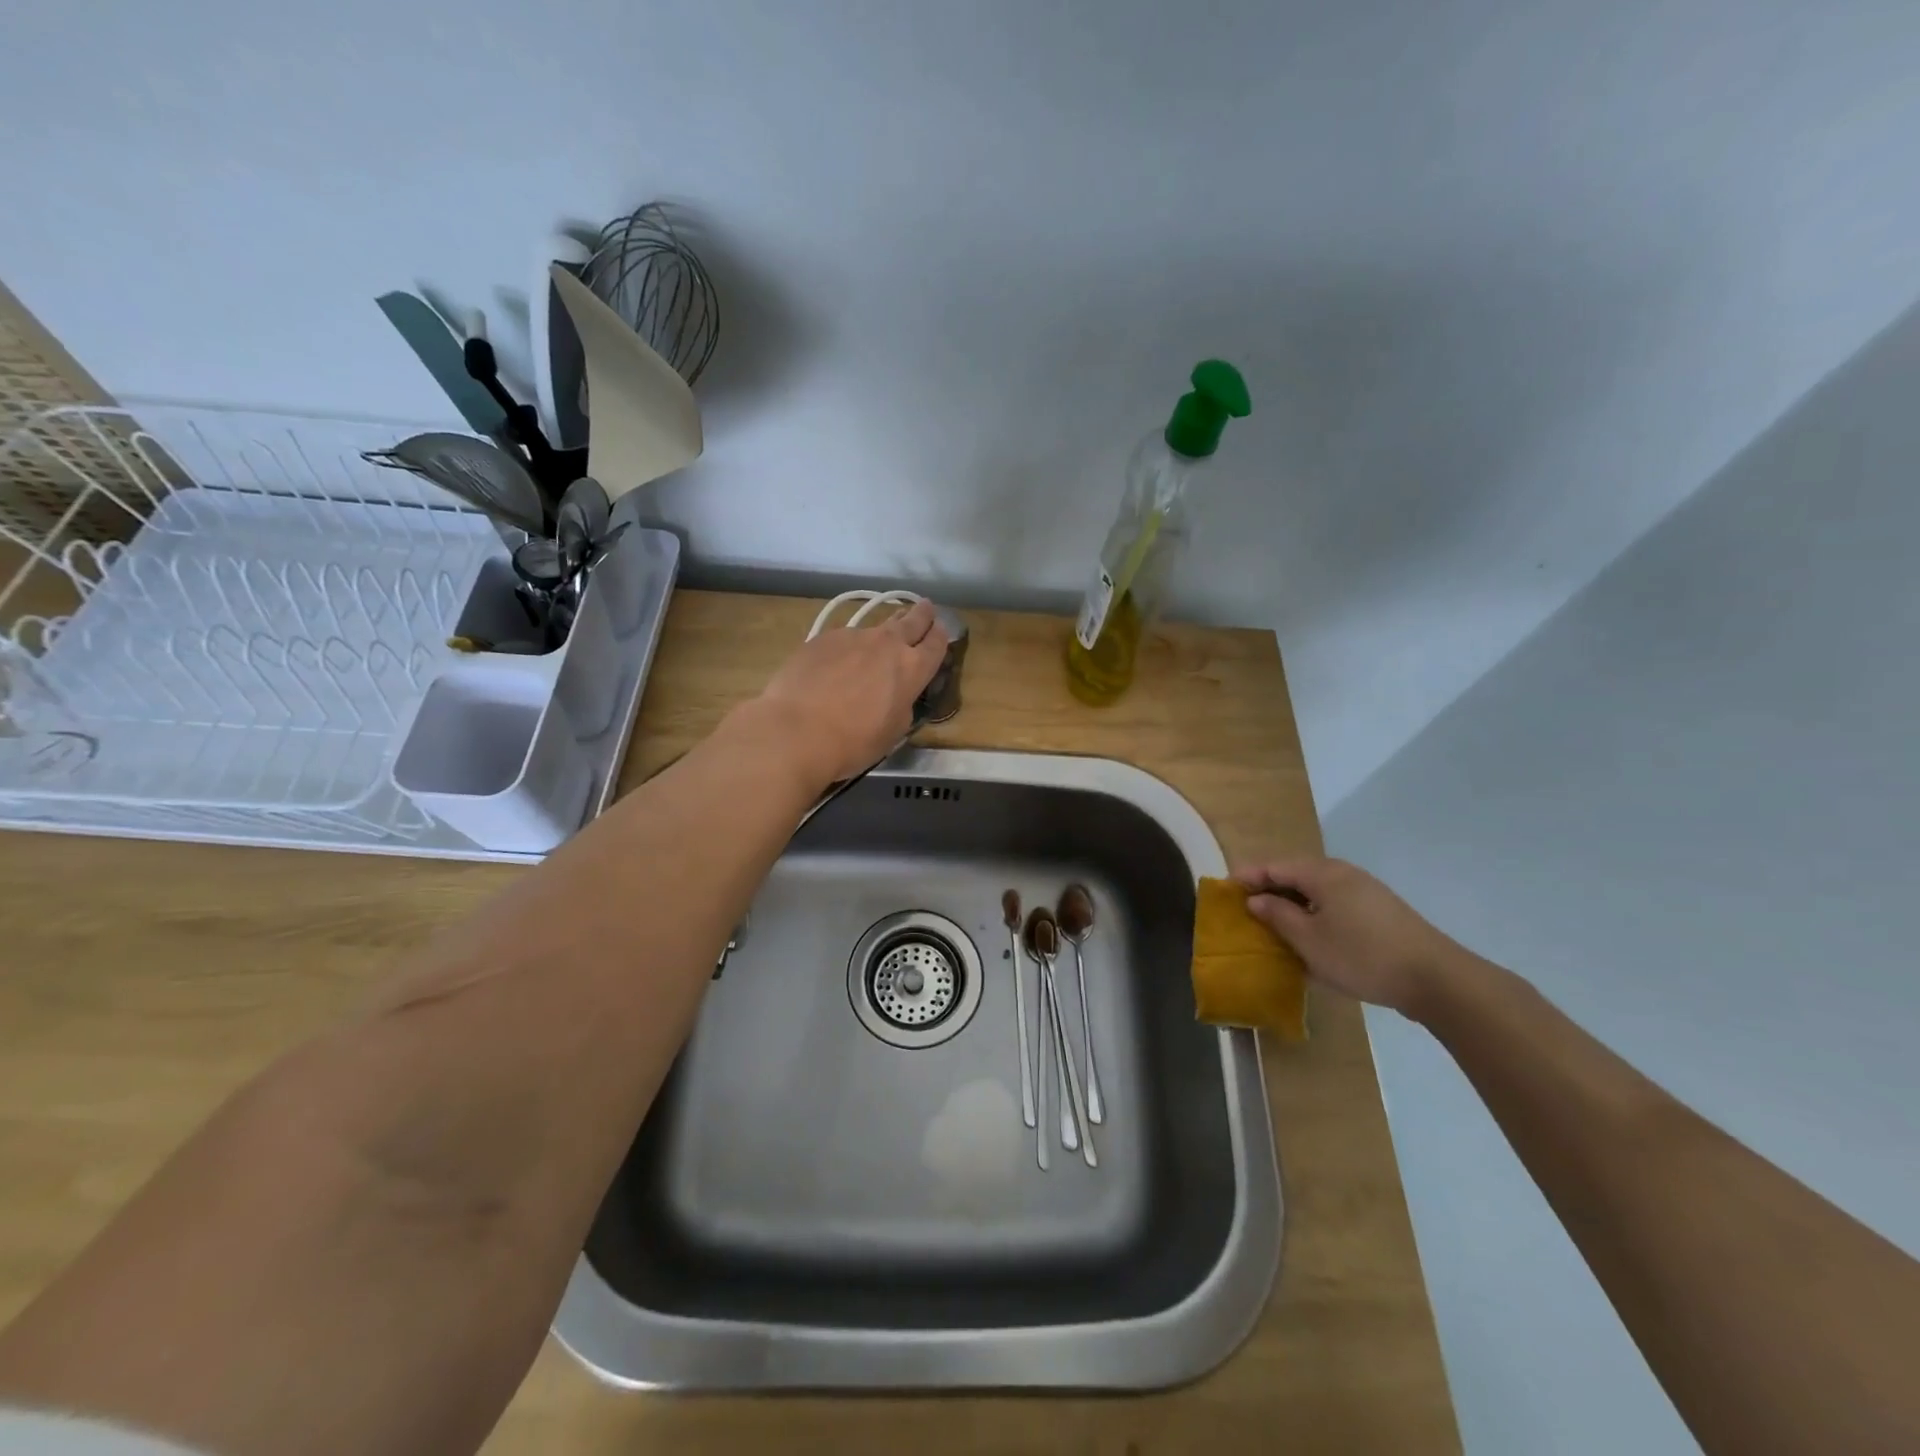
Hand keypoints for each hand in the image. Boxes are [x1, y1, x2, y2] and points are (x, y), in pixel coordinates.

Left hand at [745, 598, 949, 787]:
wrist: (796, 730)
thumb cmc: (853, 742)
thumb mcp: (893, 731)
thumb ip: (902, 704)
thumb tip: (895, 694)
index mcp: (912, 668)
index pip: (936, 643)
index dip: (941, 636)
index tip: (940, 632)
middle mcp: (887, 644)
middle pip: (912, 619)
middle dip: (921, 613)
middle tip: (924, 607)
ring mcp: (853, 636)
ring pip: (875, 627)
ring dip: (882, 632)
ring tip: (878, 641)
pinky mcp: (823, 638)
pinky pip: (844, 638)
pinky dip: (847, 648)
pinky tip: (836, 664)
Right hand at [1232, 857, 1465, 1016]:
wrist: (1436, 979)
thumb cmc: (1362, 956)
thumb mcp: (1309, 940)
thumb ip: (1277, 916)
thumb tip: (1256, 900)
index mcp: (1322, 874)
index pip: (1274, 867)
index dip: (1247, 877)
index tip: (1224, 890)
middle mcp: (1343, 874)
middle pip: (1295, 874)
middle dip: (1269, 889)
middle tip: (1245, 909)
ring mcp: (1365, 891)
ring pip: (1316, 890)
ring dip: (1292, 904)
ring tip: (1273, 925)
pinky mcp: (1380, 911)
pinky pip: (1334, 903)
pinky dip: (1314, 913)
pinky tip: (1310, 936)